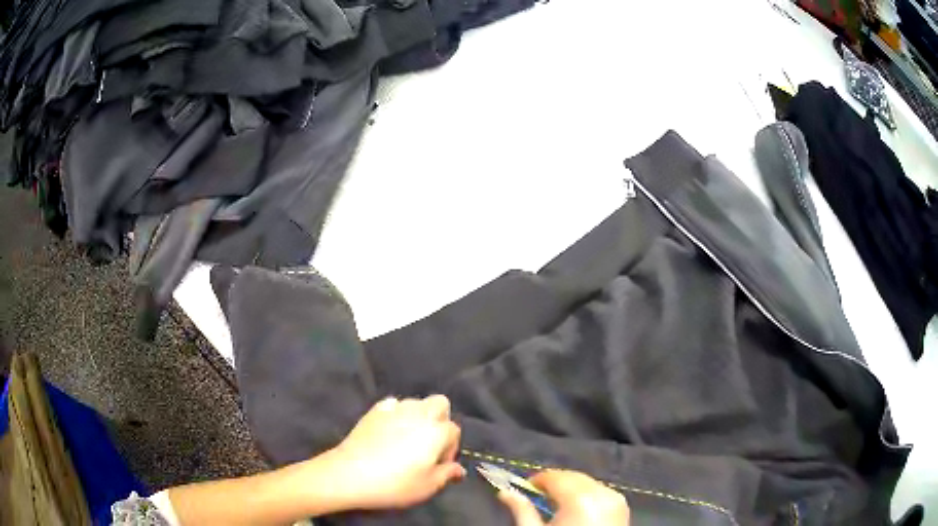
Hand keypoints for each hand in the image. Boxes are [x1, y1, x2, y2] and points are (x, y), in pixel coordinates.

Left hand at [328, 395, 465, 509]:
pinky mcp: (374, 410)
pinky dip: (396, 414)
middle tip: (430, 445)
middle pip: (440, 404)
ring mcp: (395, 409)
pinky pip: (393, 405)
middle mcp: (419, 414)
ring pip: (416, 402)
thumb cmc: (395, 484)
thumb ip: (446, 474)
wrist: (350, 473)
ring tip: (409, 439)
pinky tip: (389, 432)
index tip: (439, 465)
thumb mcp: (427, 487)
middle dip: (440, 420)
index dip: (451, 449)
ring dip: (419, 416)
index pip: (454, 431)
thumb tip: (458, 469)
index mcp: (436, 431)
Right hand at [499, 470, 629, 524]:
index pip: (554, 476)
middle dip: (555, 484)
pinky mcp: (623, 507)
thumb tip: (505, 493)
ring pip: (588, 482)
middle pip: (573, 476)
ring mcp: (616, 499)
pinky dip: (587, 495)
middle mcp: (602, 492)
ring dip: (571, 489)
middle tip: (538, 498)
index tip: (524, 490)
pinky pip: (601, 491)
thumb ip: (522, 511)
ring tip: (556, 507)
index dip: (536, 481)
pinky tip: (576, 510)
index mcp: (579, 498)